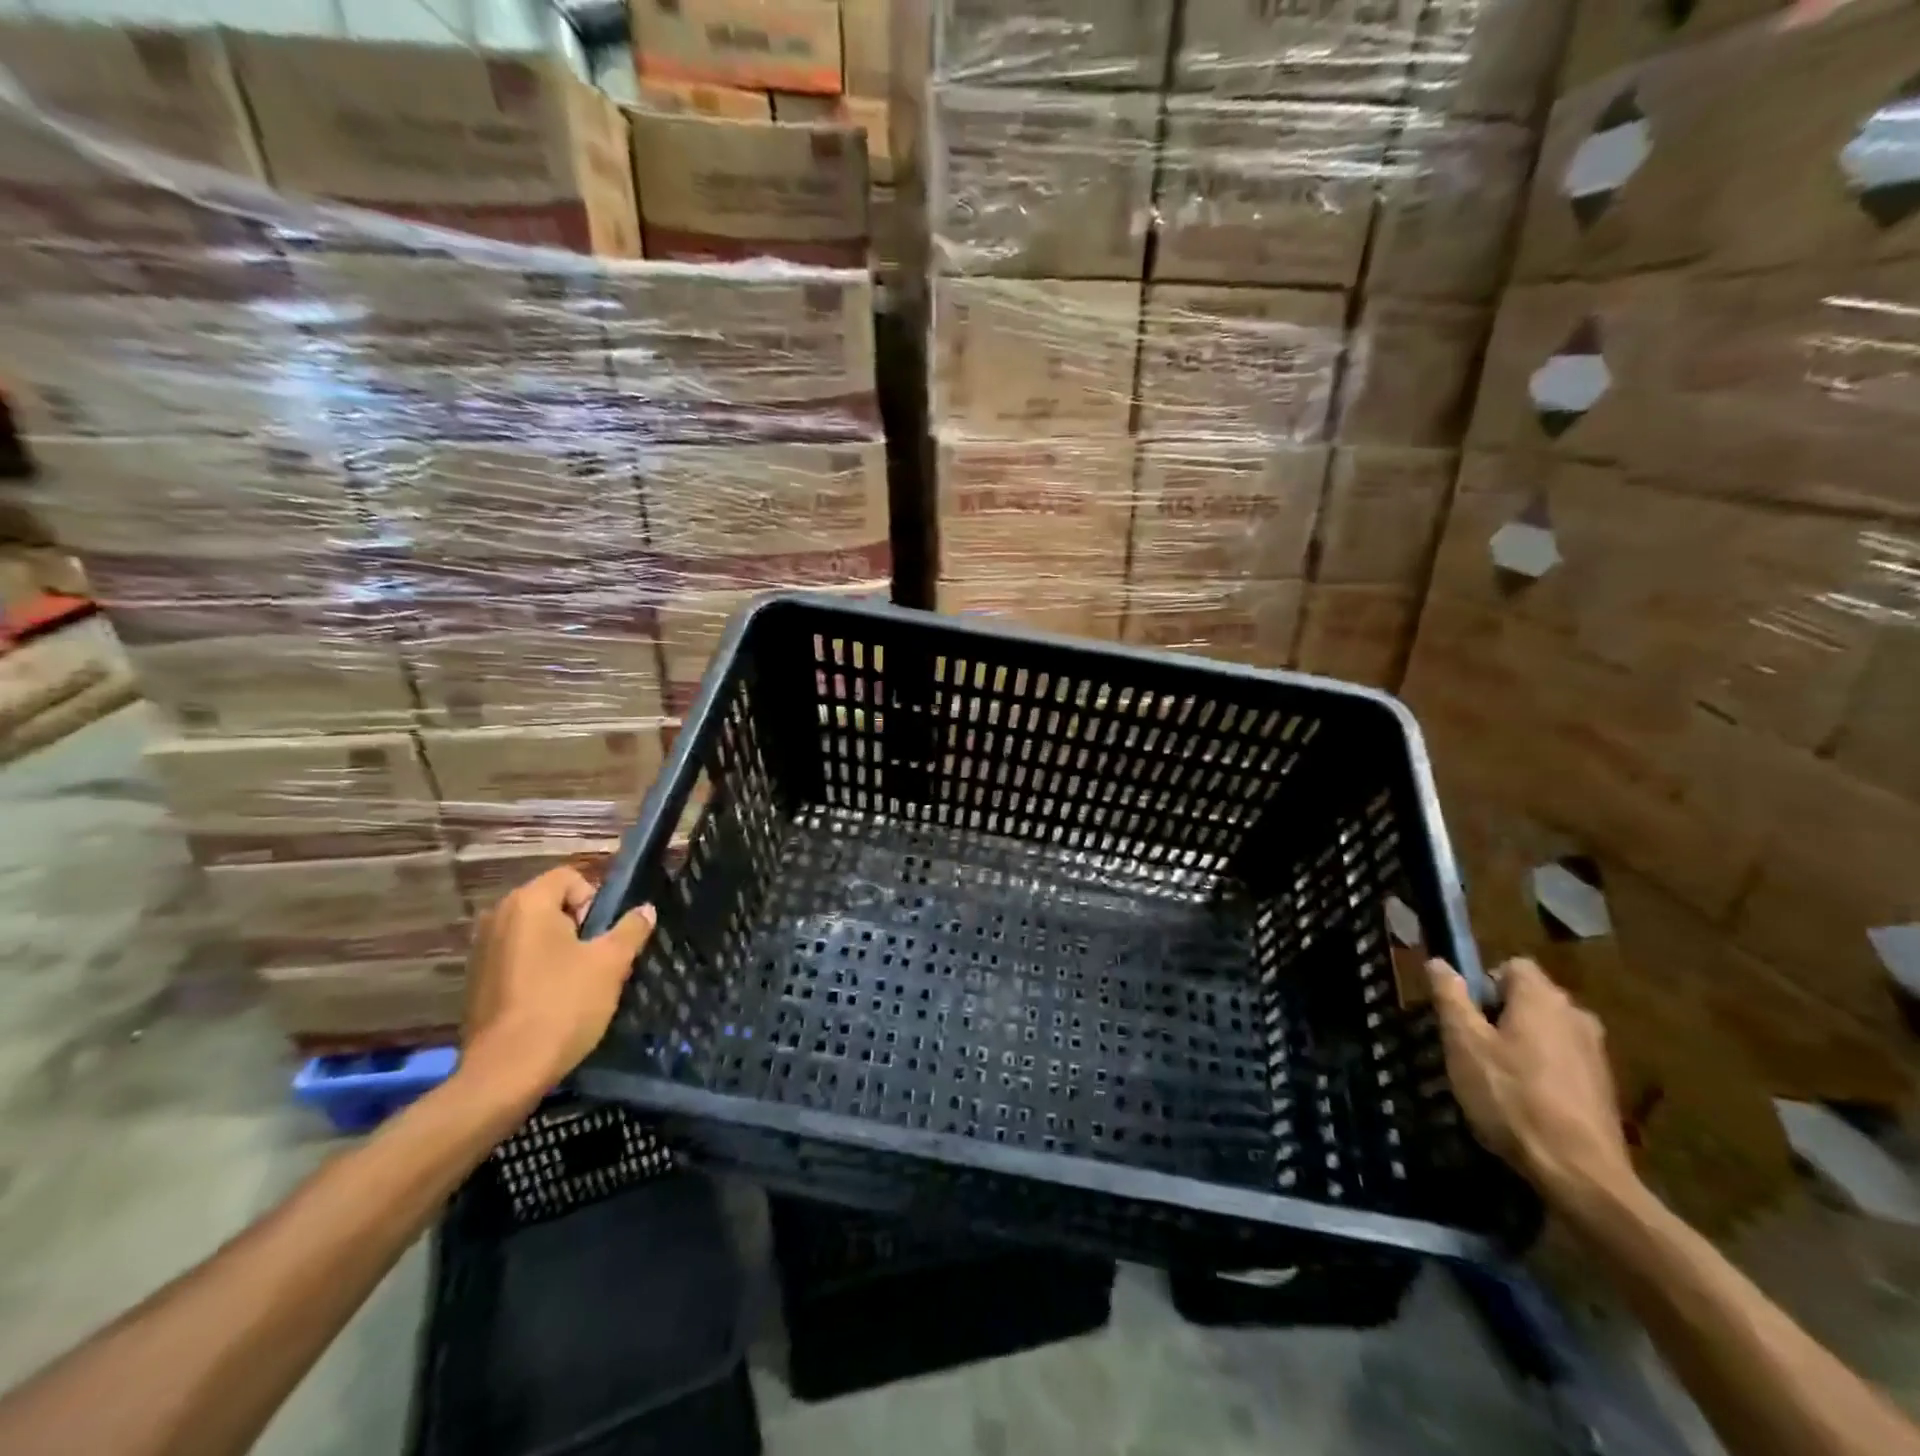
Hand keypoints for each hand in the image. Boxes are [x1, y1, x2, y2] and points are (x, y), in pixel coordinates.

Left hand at [458, 867, 655, 1099]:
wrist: (506, 1073)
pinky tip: (550, 1001)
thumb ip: (631, 929)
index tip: (604, 937)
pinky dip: (537, 970)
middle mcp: (497, 917)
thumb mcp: (611, 964)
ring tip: (576, 984)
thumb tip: (645, 910)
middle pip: (552, 904)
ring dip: (559, 949)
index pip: (572, 878)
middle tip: (597, 961)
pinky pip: (517, 959)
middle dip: (580, 926)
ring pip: (535, 934)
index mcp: (528, 903)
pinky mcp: (475, 981)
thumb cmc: (563, 1005)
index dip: (597, 901)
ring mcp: (481, 950)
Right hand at [1426, 957, 1638, 1212]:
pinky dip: (1541, 1069)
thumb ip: (1451, 997)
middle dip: (1499, 1013)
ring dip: (1520, 1042)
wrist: (1580, 1174)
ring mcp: (1596, 1053)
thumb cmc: (1512, 1097)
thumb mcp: (1464, 1043)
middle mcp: (1576, 1016)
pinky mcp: (1604, 1087)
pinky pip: (1562, 1060)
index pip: (1511, 966)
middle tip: (1471, 1046)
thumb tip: (1440, 962)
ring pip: (1546, 1030)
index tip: (1465, 1014)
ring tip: (1494, 1076)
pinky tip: (1523, 1100)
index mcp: (1543, 999)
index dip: (1483, 982)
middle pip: (1529, 998)